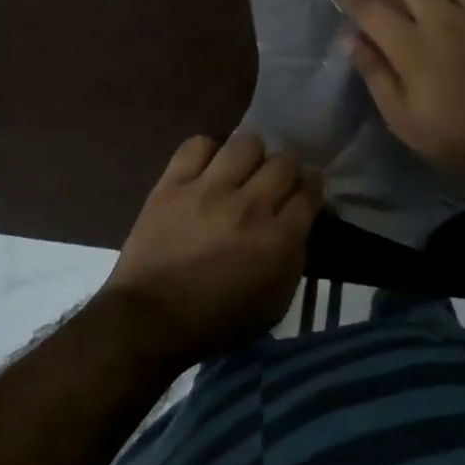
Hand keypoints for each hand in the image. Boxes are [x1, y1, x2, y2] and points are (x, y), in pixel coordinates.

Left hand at [101, 133, 320, 365]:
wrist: (152, 319)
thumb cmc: (217, 321)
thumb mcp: (274, 303)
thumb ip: (293, 258)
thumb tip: (296, 224)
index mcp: (277, 239)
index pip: (309, 191)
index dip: (313, 185)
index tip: (307, 187)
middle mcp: (249, 206)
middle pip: (283, 162)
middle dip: (288, 167)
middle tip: (277, 178)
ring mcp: (208, 190)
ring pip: (245, 144)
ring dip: (251, 155)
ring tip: (243, 168)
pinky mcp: (173, 183)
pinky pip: (197, 145)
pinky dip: (208, 152)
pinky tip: (208, 168)